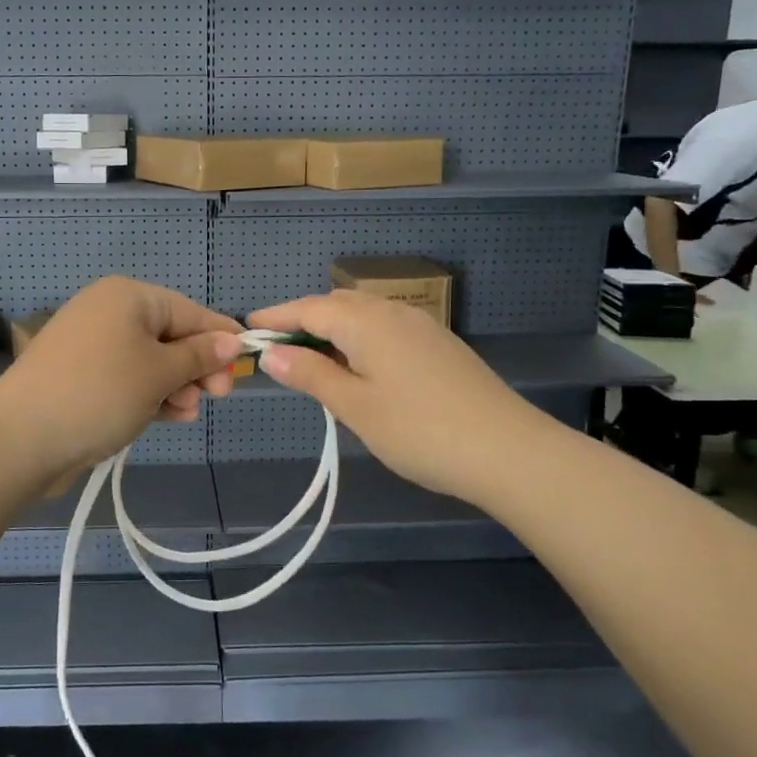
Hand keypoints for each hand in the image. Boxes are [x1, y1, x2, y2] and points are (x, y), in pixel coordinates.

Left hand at [0, 277, 243, 486]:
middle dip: (196, 367)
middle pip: (170, 335)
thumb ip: (199, 355)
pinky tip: (170, 416)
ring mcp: (92, 346)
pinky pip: (128, 379)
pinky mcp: (81, 377)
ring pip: (150, 361)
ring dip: (175, 386)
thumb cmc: (100, 393)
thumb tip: (233, 339)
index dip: (220, 338)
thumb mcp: (159, 373)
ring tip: (187, 413)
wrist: (20, 438)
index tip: (247, 365)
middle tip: (218, 397)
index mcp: (128, 296)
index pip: (189, 311)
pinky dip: (150, 395)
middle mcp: (108, 312)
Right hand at [247, 290, 525, 504]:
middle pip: (336, 305)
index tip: (246, 328)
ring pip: (363, 316)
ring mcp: (421, 326)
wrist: (509, 451)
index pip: (308, 308)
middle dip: (303, 321)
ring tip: (313, 364)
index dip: (275, 316)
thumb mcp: (354, 406)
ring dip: (332, 331)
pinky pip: (385, 329)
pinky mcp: (438, 345)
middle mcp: (392, 312)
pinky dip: (359, 340)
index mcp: (365, 322)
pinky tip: (359, 370)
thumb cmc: (419, 430)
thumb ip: (310, 374)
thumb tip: (270, 352)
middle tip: (278, 351)